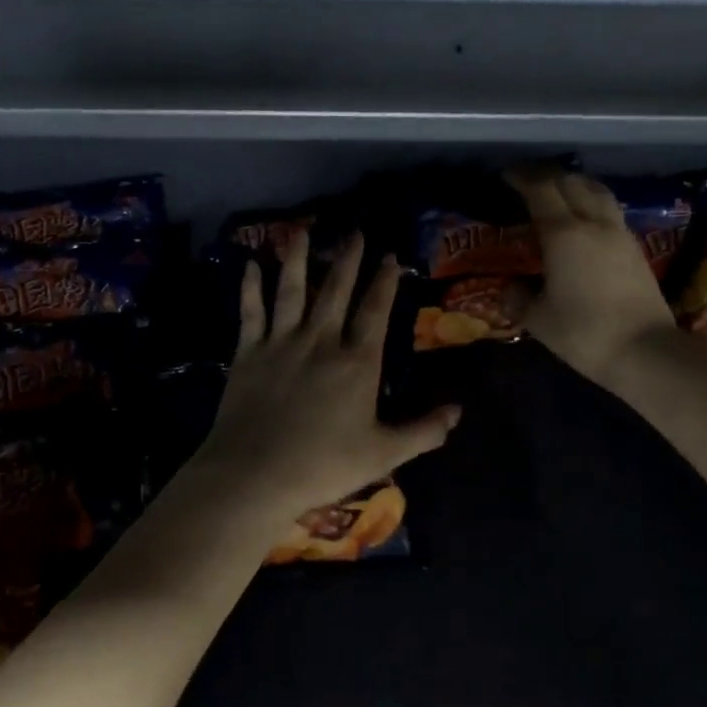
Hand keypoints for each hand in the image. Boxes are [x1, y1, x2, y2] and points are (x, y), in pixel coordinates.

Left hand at [187, 231, 460, 520]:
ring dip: (296, 258)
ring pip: (291, 289)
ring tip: (300, 231)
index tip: (389, 256)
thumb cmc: (323, 465)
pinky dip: (251, 287)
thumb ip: (423, 431)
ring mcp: (281, 343)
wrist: (255, 475)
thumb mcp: (383, 453)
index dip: (384, 281)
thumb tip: (458, 411)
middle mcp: (321, 341)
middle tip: (354, 231)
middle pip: (336, 290)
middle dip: (347, 258)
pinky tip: (251, 265)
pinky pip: (251, 311)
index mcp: (357, 362)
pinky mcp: (248, 353)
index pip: (375, 311)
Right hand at [506, 166, 678, 384]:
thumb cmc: (584, 333)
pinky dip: (591, 203)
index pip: (541, 190)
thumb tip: (510, 289)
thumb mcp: (539, 320)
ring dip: (574, 184)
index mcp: (564, 234)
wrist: (645, 351)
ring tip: (558, 191)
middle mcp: (593, 223)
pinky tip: (583, 219)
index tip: (506, 174)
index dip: (522, 177)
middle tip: (527, 180)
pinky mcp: (635, 248)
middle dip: (547, 175)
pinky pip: (609, 210)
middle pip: (571, 182)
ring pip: (596, 191)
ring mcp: (619, 234)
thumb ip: (518, 299)